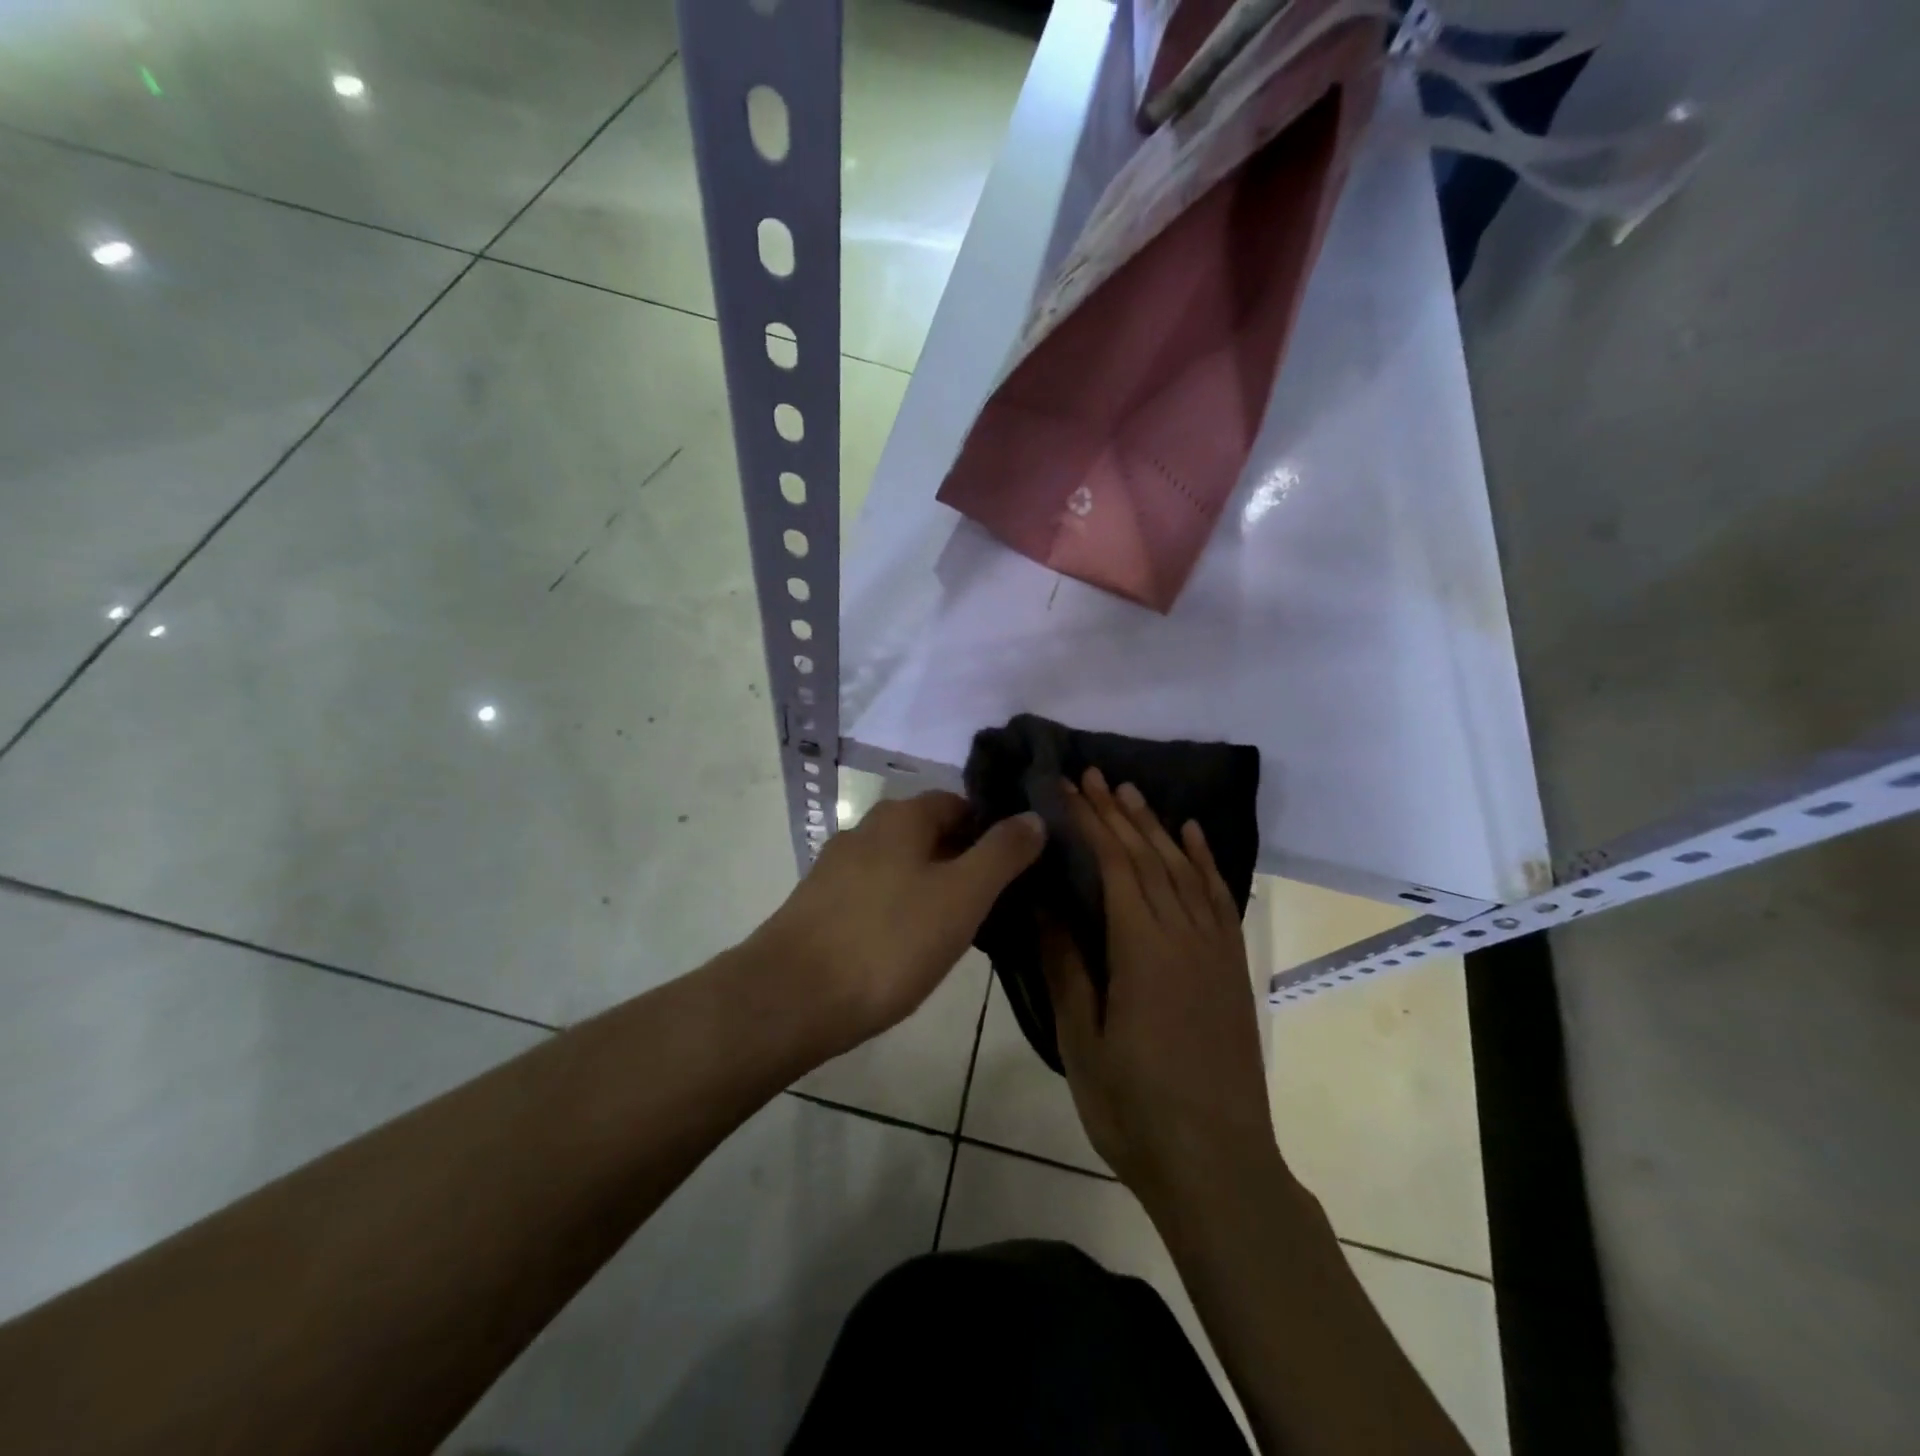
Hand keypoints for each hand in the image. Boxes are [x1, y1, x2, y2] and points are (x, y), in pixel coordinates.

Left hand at [754, 791, 1043, 1056]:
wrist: (790, 999)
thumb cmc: (889, 942)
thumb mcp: (962, 896)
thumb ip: (1002, 853)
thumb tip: (1034, 815)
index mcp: (901, 817)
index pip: (959, 804)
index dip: (991, 830)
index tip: (1015, 869)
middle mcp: (865, 830)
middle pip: (928, 835)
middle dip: (962, 862)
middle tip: (992, 905)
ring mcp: (835, 868)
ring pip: (900, 867)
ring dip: (930, 888)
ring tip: (956, 931)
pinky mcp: (818, 906)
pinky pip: (874, 896)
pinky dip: (898, 911)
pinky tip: (906, 948)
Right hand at [1045, 769, 1276, 1215]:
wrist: (1218, 1166)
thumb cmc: (1135, 1109)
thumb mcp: (1082, 1042)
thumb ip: (1066, 966)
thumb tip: (1043, 902)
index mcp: (1143, 950)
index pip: (1115, 865)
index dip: (1089, 822)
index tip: (1066, 787)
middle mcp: (1184, 936)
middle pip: (1149, 857)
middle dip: (1117, 812)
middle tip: (1091, 774)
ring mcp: (1214, 950)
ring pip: (1184, 870)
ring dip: (1156, 827)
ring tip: (1130, 793)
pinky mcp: (1231, 967)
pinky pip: (1219, 899)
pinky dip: (1205, 861)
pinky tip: (1194, 836)